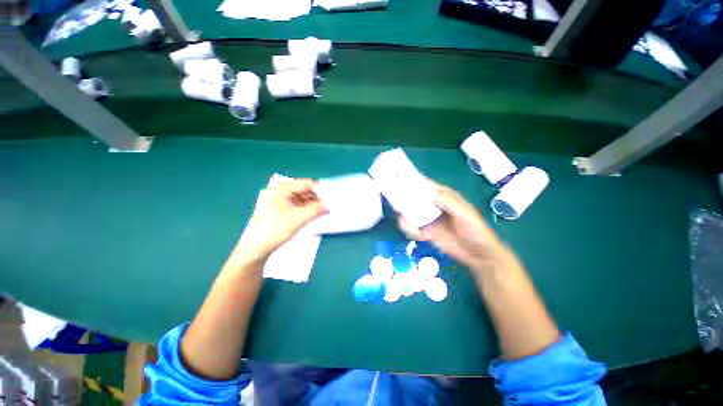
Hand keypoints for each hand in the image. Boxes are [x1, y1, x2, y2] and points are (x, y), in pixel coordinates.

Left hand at [236, 177, 327, 263]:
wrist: (256, 248)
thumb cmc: (275, 229)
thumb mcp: (299, 218)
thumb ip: (317, 209)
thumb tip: (329, 205)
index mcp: (282, 188)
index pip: (307, 184)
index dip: (321, 190)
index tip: (332, 198)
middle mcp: (281, 191)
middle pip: (305, 191)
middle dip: (318, 199)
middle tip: (330, 207)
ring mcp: (281, 200)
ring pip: (303, 199)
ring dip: (314, 205)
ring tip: (325, 212)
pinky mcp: (282, 210)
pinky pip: (299, 206)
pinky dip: (308, 210)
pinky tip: (315, 215)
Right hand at [398, 180, 503, 269]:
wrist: (478, 255)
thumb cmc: (475, 230)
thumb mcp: (464, 213)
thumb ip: (446, 201)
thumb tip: (425, 190)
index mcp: (443, 196)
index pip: (425, 184)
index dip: (411, 181)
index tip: (397, 181)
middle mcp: (432, 205)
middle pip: (412, 199)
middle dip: (403, 202)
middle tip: (398, 208)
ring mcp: (427, 218)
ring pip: (409, 214)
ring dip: (406, 220)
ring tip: (412, 228)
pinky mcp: (425, 231)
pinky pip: (412, 228)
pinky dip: (411, 231)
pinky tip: (422, 237)